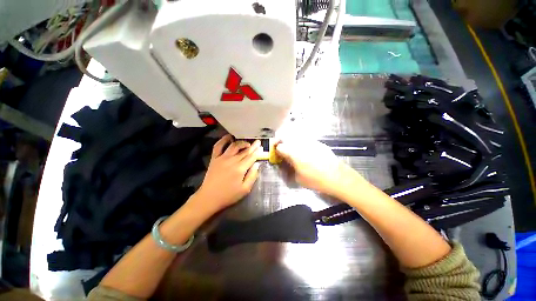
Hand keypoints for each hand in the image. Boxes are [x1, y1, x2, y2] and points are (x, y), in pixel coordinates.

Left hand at [194, 135, 260, 212]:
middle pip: (244, 151)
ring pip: (234, 146)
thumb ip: (252, 176)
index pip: (251, 157)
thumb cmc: (228, 195)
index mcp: (240, 169)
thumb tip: (257, 164)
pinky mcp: (214, 158)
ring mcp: (222, 158)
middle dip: (252, 146)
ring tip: (247, 143)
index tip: (260, 146)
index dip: (257, 151)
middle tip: (257, 142)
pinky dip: (223, 140)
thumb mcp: (245, 189)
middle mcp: (232, 160)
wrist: (209, 198)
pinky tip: (229, 137)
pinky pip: (218, 146)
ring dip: (241, 143)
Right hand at [276, 140, 361, 197]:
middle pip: (286, 137)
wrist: (337, 177)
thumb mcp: (298, 178)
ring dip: (291, 141)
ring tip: (293, 150)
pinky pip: (306, 140)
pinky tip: (306, 151)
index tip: (277, 153)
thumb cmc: (316, 180)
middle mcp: (300, 144)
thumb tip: (285, 165)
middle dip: (282, 142)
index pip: (280, 146)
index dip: (276, 149)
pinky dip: (301, 143)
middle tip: (283, 149)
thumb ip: (289, 170)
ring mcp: (310, 142)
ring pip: (296, 137)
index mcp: (294, 153)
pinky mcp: (318, 143)